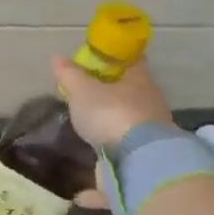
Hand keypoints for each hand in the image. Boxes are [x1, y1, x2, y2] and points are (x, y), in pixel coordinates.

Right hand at [50, 56, 173, 150]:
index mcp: (139, 77)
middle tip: (91, 87)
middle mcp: (151, 96)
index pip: (131, 59)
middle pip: (132, 84)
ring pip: (134, 108)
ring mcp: (156, 122)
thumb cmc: (111, 113)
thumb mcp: (82, 91)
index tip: (99, 58)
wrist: (140, 158)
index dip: (115, 56)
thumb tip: (57, 57)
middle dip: (114, 85)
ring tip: (95, 114)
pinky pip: (133, 130)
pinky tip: (106, 134)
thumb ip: (70, 74)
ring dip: (117, 109)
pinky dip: (120, 129)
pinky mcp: (152, 145)